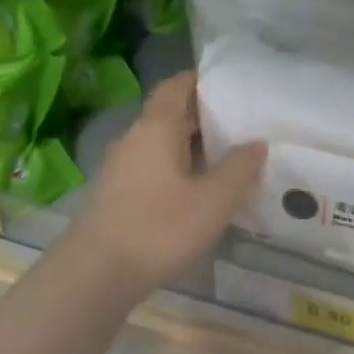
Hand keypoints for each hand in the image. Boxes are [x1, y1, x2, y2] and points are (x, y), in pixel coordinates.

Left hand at [69, 71, 264, 292]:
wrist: (96, 273)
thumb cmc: (159, 228)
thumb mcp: (213, 200)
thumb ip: (239, 168)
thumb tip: (257, 143)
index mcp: (156, 128)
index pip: (176, 86)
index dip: (200, 80)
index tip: (229, 83)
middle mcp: (134, 138)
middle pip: (169, 114)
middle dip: (202, 115)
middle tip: (240, 123)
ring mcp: (120, 167)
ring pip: (160, 143)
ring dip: (190, 145)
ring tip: (225, 157)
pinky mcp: (115, 194)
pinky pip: (151, 166)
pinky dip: (176, 167)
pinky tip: (196, 190)